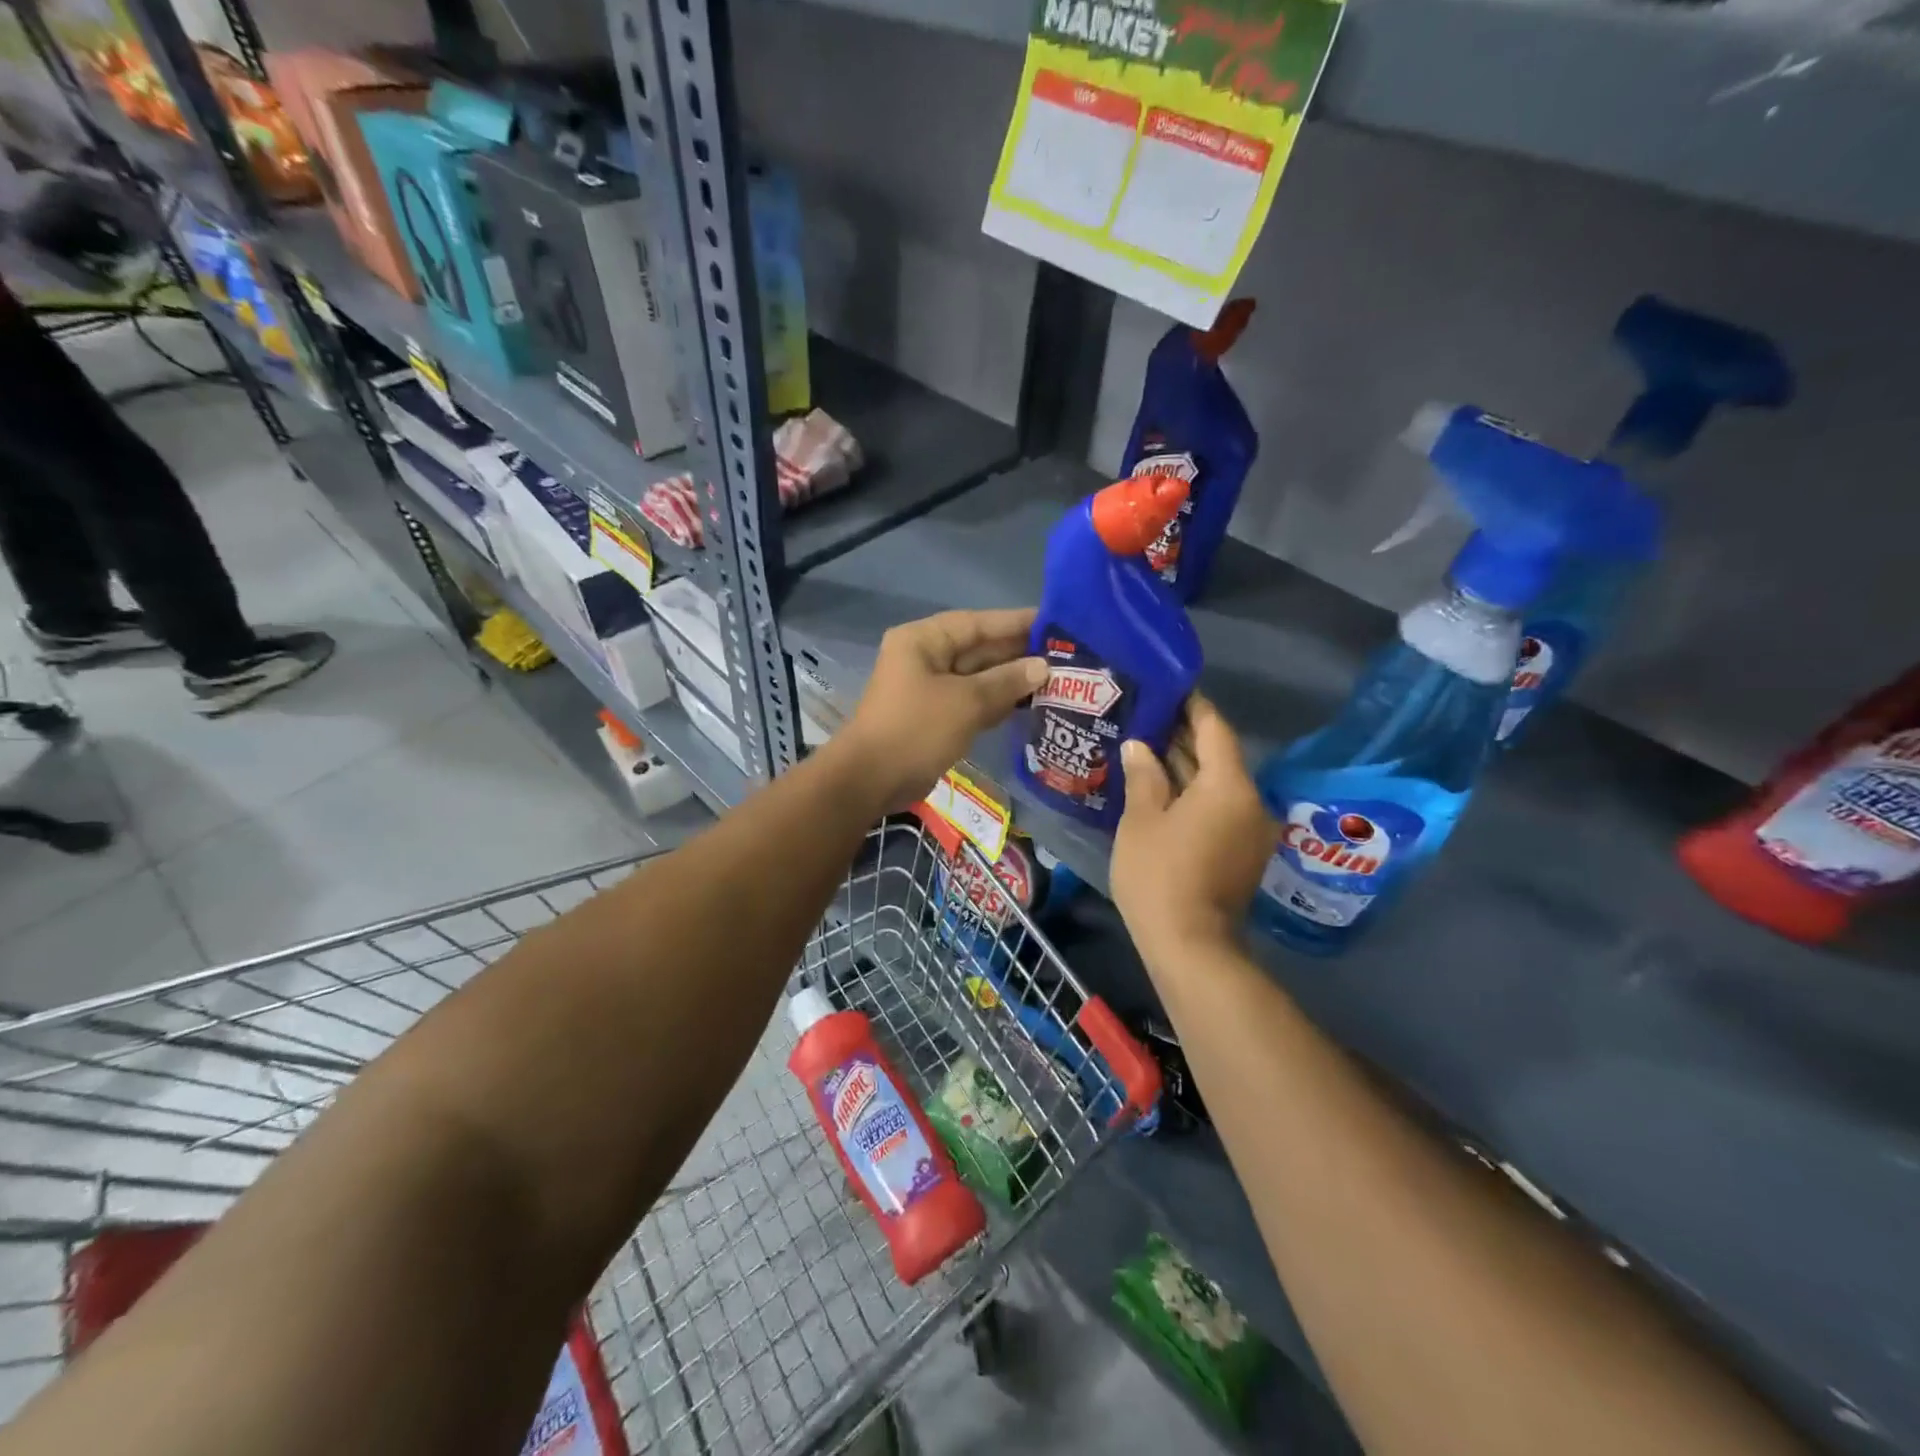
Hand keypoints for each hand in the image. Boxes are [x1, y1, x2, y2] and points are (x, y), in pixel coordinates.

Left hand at [837, 608, 1047, 811]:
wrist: (871, 780)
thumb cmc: (916, 729)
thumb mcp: (966, 702)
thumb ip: (1006, 681)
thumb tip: (1042, 667)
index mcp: (923, 641)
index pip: (976, 623)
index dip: (1015, 622)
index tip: (1053, 622)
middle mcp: (925, 658)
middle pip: (978, 649)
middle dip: (1017, 653)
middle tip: (1064, 655)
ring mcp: (929, 689)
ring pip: (978, 677)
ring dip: (1011, 680)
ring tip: (1056, 678)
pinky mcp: (935, 717)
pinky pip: (972, 701)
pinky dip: (997, 702)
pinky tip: (1030, 704)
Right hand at [1111, 695, 1278, 963]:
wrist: (1190, 947)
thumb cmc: (1160, 875)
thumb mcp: (1141, 820)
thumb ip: (1143, 776)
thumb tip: (1139, 747)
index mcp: (1228, 785)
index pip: (1214, 729)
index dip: (1192, 705)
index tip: (1169, 687)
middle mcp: (1251, 801)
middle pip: (1218, 756)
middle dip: (1183, 736)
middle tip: (1146, 717)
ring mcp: (1250, 830)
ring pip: (1217, 785)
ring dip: (1186, 767)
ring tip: (1147, 748)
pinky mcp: (1242, 853)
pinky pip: (1219, 808)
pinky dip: (1194, 795)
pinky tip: (1161, 789)